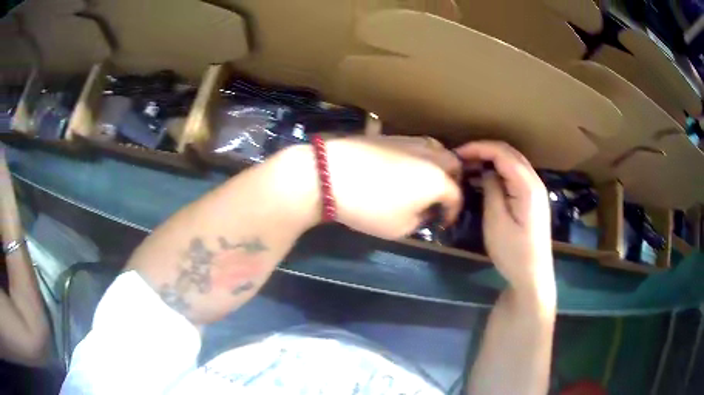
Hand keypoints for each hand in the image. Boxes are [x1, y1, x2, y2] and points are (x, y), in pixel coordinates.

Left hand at [325, 136, 461, 238]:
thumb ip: (419, 220)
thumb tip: (423, 211)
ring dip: (438, 165)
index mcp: (438, 179)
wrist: (330, 174)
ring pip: (436, 149)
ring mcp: (410, 141)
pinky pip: (416, 145)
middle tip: (440, 198)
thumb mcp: (400, 229)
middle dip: (452, 182)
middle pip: (453, 164)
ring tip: (425, 181)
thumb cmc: (369, 207)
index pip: (456, 195)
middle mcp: (430, 155)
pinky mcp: (390, 136)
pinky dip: (419, 157)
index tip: (441, 223)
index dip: (452, 212)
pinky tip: (405, 168)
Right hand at [455, 141, 553, 293]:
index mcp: (527, 185)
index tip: (457, 154)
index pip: (502, 153)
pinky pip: (515, 174)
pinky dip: (499, 171)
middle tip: (461, 159)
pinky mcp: (533, 198)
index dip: (479, 148)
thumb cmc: (513, 252)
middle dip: (484, 150)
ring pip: (513, 162)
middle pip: (509, 153)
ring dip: (491, 159)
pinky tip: (485, 179)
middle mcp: (535, 181)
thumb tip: (485, 170)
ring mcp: (536, 190)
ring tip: (469, 167)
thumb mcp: (496, 221)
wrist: (532, 275)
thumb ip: (492, 190)